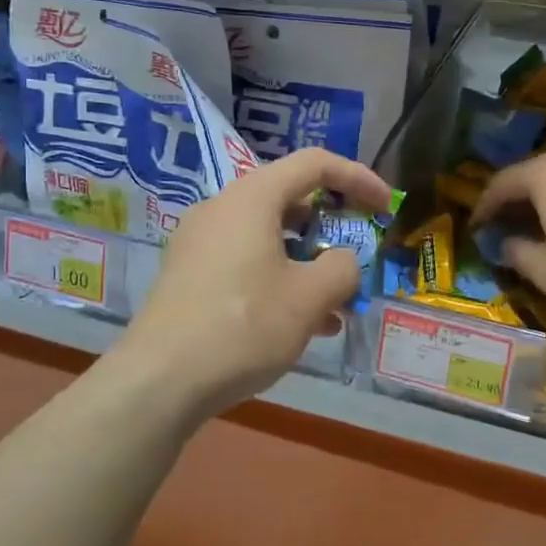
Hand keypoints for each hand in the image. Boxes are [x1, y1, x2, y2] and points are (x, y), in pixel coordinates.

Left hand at [120, 147, 391, 416]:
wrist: (159, 381)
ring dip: (309, 262)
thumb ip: (342, 268)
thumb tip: (342, 262)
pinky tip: (301, 324)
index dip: (358, 179)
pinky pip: (247, 262)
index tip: (386, 208)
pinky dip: (280, 279)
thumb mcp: (310, 298)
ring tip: (337, 305)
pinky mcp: (190, 276)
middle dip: (333, 227)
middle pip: (290, 199)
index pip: (315, 164)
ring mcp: (200, 243)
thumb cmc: (243, 326)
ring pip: (269, 237)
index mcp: (252, 198)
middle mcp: (222, 209)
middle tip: (357, 256)